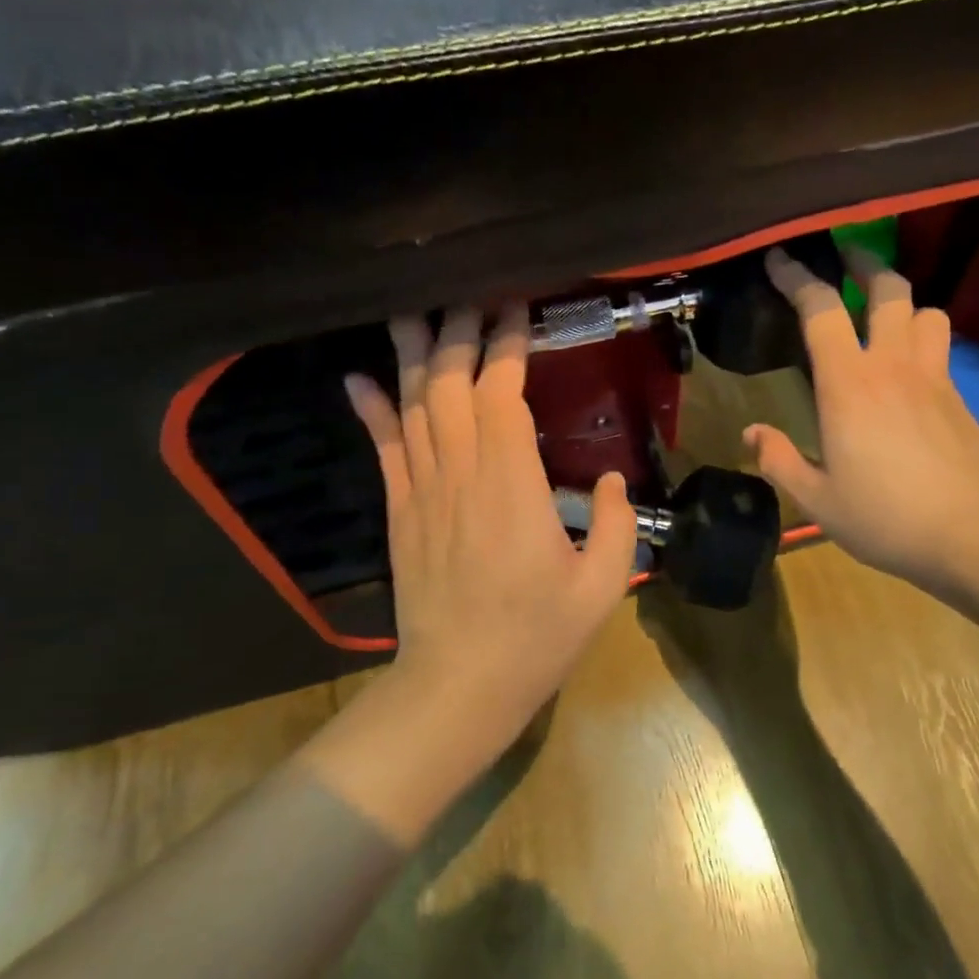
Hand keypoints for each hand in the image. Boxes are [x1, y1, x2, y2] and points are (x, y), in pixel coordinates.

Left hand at [314, 304, 635, 830]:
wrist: (458, 686)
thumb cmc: (537, 638)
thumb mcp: (603, 587)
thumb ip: (618, 526)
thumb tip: (615, 481)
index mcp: (512, 486)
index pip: (501, 393)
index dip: (507, 346)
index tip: (518, 310)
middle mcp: (461, 475)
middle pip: (452, 385)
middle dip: (461, 331)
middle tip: (471, 292)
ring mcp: (422, 491)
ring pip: (414, 406)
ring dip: (416, 353)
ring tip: (413, 308)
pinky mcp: (401, 512)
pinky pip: (383, 448)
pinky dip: (371, 408)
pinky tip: (359, 376)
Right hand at [745, 246, 978, 593]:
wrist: (972, 536)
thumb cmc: (885, 518)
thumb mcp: (817, 500)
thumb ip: (778, 461)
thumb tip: (750, 433)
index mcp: (848, 385)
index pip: (820, 310)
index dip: (797, 277)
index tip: (779, 260)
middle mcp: (892, 366)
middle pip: (888, 289)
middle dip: (864, 264)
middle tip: (846, 259)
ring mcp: (933, 378)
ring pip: (926, 311)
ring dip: (904, 302)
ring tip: (885, 314)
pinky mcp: (962, 397)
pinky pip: (942, 347)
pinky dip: (924, 339)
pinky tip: (910, 367)